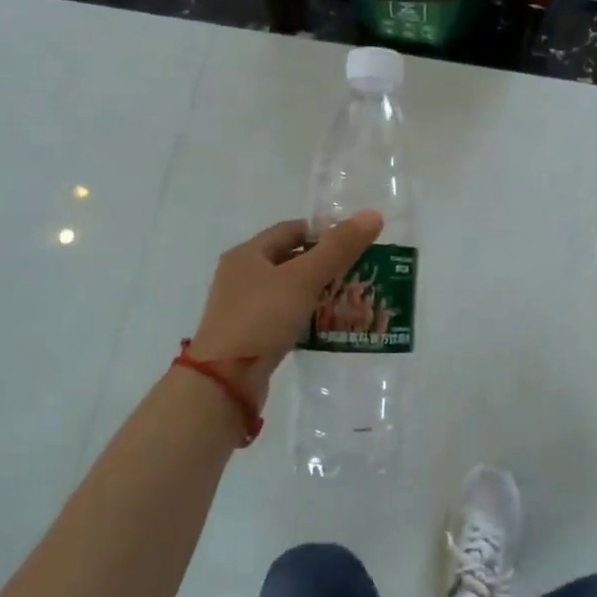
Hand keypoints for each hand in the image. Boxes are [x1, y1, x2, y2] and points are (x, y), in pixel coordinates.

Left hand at [188, 212, 383, 401]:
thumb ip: (338, 248)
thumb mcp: (303, 278)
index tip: (354, 241)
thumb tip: (372, 215)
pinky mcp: (250, 336)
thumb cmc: (261, 318)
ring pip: (288, 290)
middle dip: (324, 263)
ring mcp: (243, 308)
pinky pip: (284, 316)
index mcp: (247, 254)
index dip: (323, 231)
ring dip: (317, 291)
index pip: (291, 229)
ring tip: (349, 297)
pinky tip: (327, 324)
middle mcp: (241, 276)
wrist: (224, 382)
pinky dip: (306, 315)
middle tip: (358, 270)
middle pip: (290, 259)